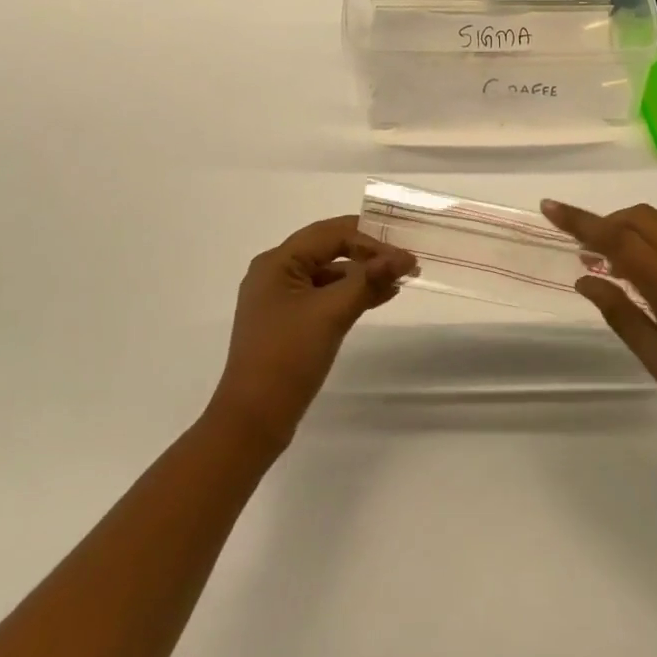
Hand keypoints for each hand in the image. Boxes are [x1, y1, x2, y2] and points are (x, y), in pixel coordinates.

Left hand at [209, 216, 414, 452]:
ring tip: (399, 280)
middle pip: (329, 249)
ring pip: (328, 273)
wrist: (252, 422)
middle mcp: (275, 272)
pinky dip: (350, 294)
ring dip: (362, 275)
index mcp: (277, 262)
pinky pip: (324, 295)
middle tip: (404, 262)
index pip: (331, 234)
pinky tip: (378, 298)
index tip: (403, 255)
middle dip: (368, 254)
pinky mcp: (287, 321)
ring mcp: (280, 298)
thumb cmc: (287, 358)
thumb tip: (404, 257)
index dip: (370, 240)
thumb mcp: (332, 313)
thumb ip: (368, 280)